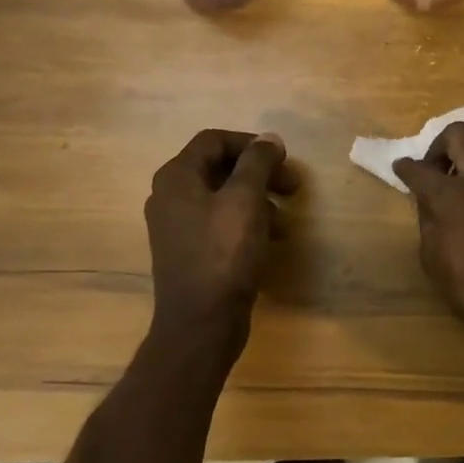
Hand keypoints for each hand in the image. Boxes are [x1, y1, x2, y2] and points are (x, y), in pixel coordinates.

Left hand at [145, 130, 299, 345]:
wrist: (201, 323)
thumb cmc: (223, 254)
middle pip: (219, 168)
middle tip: (293, 186)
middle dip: (259, 174)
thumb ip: (257, 163)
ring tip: (285, 219)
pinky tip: (271, 240)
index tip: (283, 159)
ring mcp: (178, 227)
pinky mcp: (190, 252)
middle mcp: (170, 196)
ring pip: (223, 198)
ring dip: (258, 200)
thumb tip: (269, 139)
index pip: (213, 140)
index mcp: (177, 177)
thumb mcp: (245, 200)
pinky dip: (247, 223)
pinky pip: (220, 224)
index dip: (251, 144)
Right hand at [392, 123, 463, 363]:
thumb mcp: (434, 260)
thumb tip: (430, 202)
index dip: (405, 168)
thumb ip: (430, 222)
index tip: (400, 168)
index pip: (419, 169)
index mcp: (450, 194)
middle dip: (441, 146)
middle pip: (459, 135)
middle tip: (434, 170)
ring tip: (460, 187)